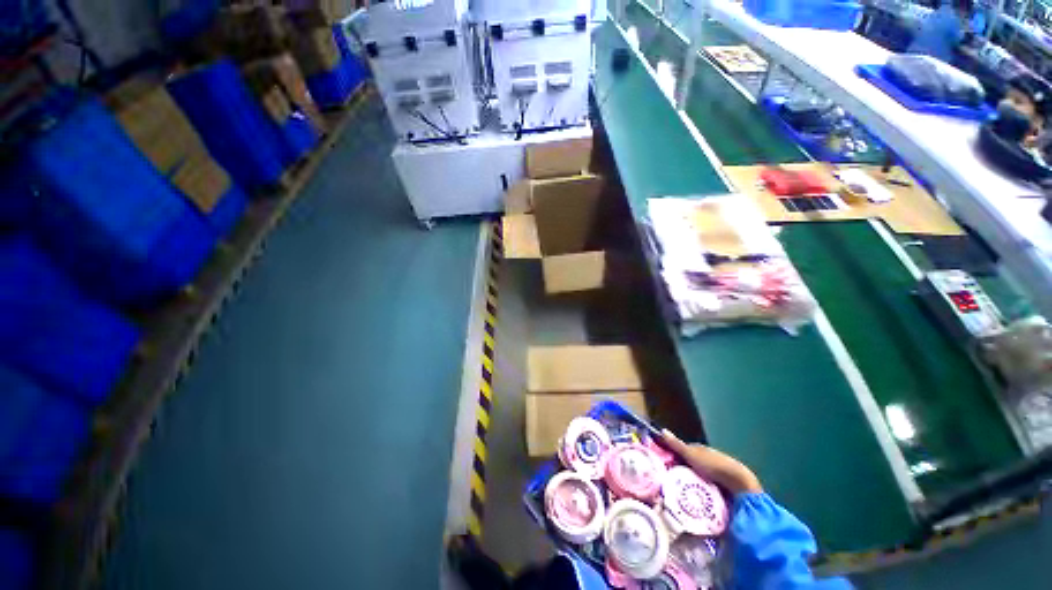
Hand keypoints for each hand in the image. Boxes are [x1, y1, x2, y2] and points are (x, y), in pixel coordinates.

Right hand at [660, 430, 762, 494]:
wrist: (739, 484)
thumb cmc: (714, 465)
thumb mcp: (692, 455)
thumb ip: (677, 445)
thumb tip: (662, 430)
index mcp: (700, 450)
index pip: (683, 451)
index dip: (673, 456)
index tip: (663, 465)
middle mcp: (708, 459)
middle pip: (690, 465)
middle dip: (681, 471)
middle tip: (668, 481)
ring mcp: (716, 473)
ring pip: (698, 477)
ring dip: (690, 483)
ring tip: (678, 493)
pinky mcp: (721, 487)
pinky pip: (706, 487)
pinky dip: (699, 491)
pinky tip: (693, 498)